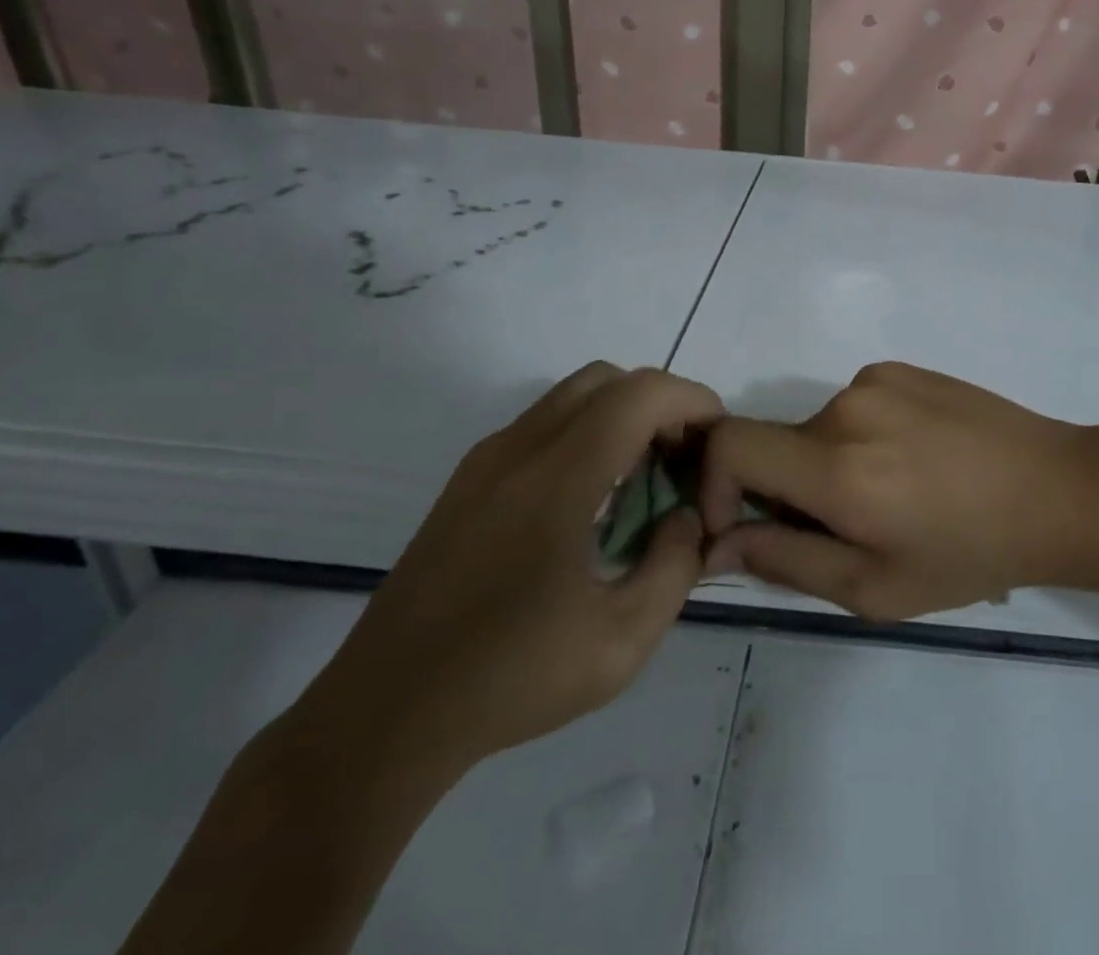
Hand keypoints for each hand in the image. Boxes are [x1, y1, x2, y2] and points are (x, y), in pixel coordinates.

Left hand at [291, 363, 721, 774]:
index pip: (639, 394)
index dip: (691, 401)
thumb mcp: (621, 643)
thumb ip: (674, 568)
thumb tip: (682, 517)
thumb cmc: (509, 681)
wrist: (382, 718)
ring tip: (643, 478)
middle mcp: (518, 450)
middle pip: (607, 380)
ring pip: (571, 397)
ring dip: (621, 415)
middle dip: (659, 403)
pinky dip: (586, 433)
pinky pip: (543, 424)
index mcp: (557, 479)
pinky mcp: (466, 482)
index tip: (715, 441)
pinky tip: (592, 499)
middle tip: (681, 458)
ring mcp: (485, 461)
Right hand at [700, 362, 1095, 621]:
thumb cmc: (970, 552)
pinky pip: (854, 406)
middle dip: (787, 490)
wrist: (1056, 489)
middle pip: (776, 445)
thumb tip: (720, 541)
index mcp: (837, 466)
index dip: (713, 483)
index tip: (745, 524)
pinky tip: (917, 462)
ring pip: (817, 429)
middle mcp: (847, 407)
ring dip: (829, 465)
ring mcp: (877, 379)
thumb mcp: (875, 587)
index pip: (729, 444)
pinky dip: (861, 437)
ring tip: (895, 496)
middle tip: (848, 529)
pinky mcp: (902, 368)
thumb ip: (786, 562)